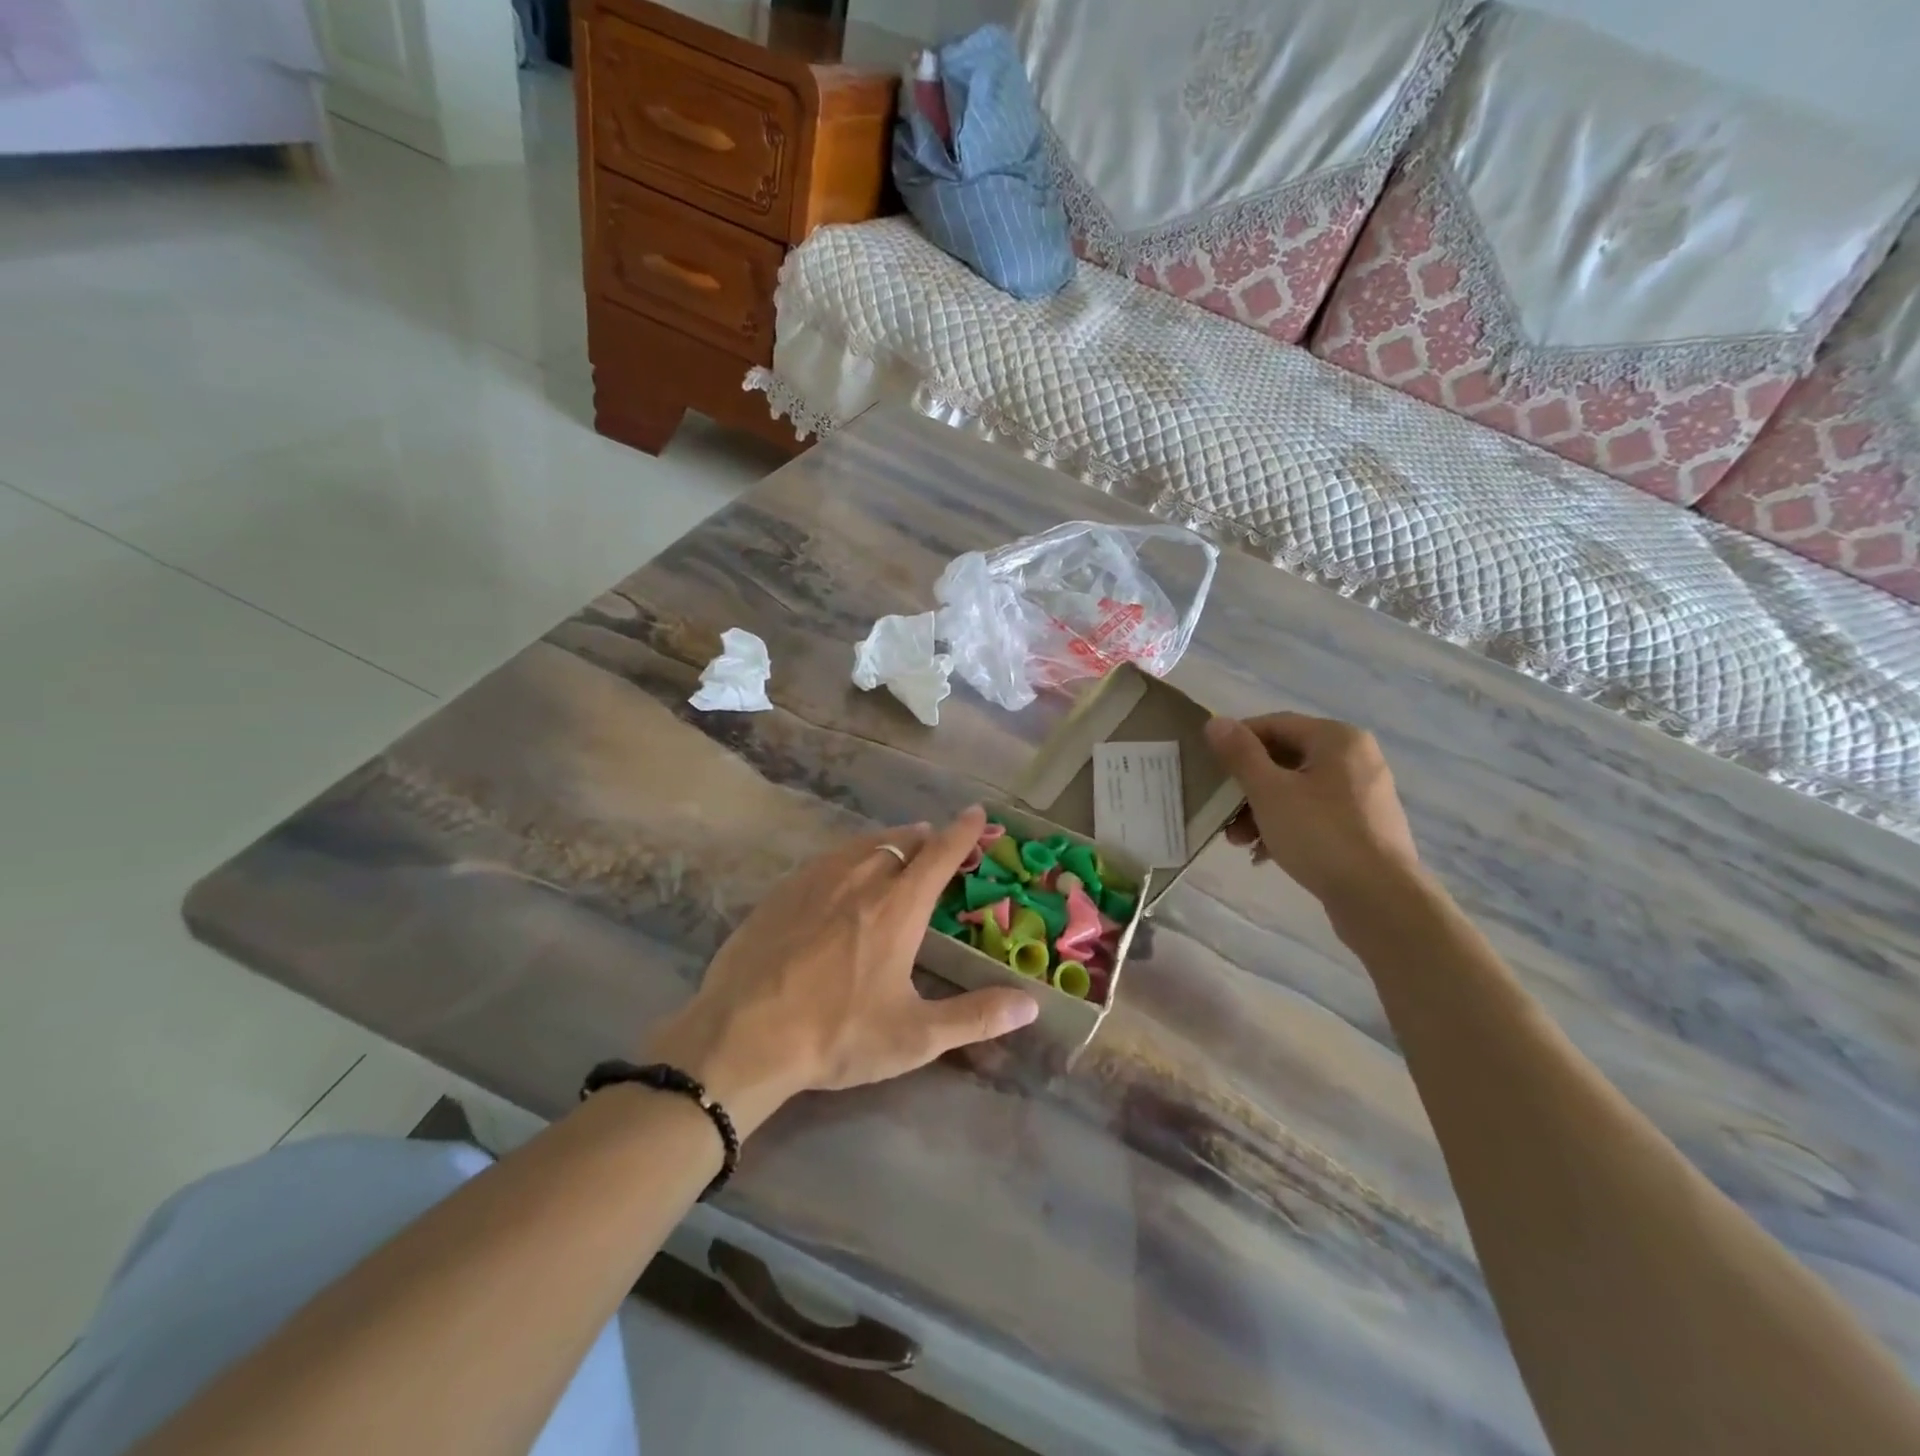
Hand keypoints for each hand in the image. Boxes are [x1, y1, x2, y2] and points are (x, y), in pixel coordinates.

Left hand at [645, 807, 1039, 1136]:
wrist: (742, 1035)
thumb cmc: (837, 1034)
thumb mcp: (914, 1036)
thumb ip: (975, 1017)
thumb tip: (1031, 1005)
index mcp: (898, 907)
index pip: (940, 854)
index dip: (963, 831)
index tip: (976, 811)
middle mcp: (861, 879)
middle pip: (902, 842)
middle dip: (926, 838)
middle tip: (937, 844)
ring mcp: (817, 880)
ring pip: (863, 844)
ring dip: (889, 842)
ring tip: (899, 849)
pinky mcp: (783, 891)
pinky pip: (828, 858)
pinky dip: (850, 855)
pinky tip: (843, 874)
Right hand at [1204, 713, 1423, 911]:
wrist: (1380, 899)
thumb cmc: (1320, 834)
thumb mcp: (1269, 791)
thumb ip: (1240, 754)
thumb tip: (1215, 722)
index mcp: (1337, 739)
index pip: (1275, 724)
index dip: (1238, 741)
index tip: (1210, 765)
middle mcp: (1356, 758)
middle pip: (1286, 760)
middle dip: (1247, 786)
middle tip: (1221, 811)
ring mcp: (1363, 794)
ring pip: (1298, 790)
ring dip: (1261, 810)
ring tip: (1238, 841)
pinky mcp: (1365, 826)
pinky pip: (1315, 814)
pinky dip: (1287, 826)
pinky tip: (1264, 854)